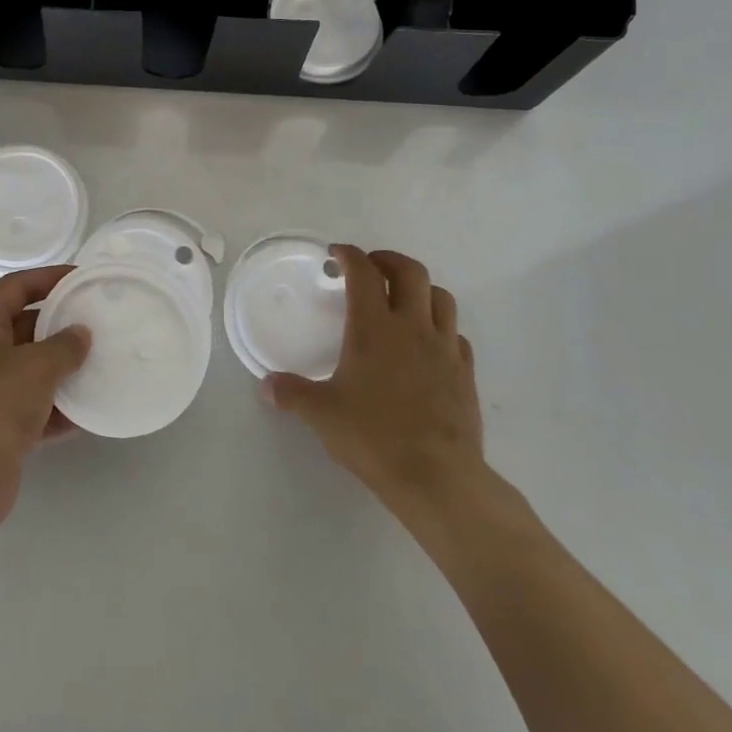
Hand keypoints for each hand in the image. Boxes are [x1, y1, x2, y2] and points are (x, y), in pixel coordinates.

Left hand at [0, 266, 90, 541]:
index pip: (14, 287)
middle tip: (100, 321)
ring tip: (103, 362)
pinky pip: (36, 408)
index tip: (82, 277)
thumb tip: (81, 334)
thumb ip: (64, 345)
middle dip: (60, 324)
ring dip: (64, 368)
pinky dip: (60, 408)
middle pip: (24, 327)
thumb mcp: (35, 366)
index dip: (47, 277)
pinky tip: (91, 410)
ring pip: (32, 370)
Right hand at [264, 245, 497, 557]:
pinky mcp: (465, 373)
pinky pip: (456, 335)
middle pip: (410, 271)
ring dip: (420, 289)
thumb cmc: (374, 437)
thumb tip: (265, 385)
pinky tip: (428, 344)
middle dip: (388, 260)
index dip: (349, 255)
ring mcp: (444, 348)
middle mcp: (412, 327)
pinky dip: (441, 328)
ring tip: (402, 299)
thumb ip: (291, 394)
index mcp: (374, 327)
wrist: (438, 477)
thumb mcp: (321, 414)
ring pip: (441, 298)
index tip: (336, 253)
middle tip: (371, 267)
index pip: (364, 272)